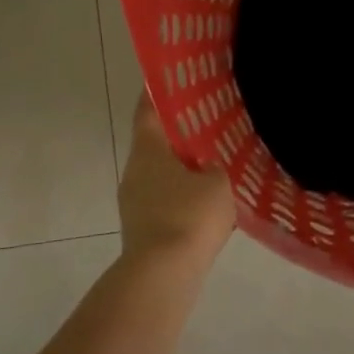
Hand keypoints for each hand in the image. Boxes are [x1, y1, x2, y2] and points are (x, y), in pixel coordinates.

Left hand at [117, 92, 236, 266]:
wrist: (163, 276)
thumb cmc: (190, 216)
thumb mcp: (219, 181)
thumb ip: (219, 164)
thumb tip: (215, 163)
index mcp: (148, 149)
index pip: (149, 108)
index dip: (160, 90)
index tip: (175, 77)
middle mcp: (134, 170)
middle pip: (156, 140)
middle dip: (180, 131)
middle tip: (210, 119)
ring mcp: (134, 201)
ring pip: (161, 171)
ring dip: (183, 165)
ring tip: (216, 160)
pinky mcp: (141, 227)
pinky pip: (164, 198)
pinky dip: (183, 193)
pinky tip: (209, 199)